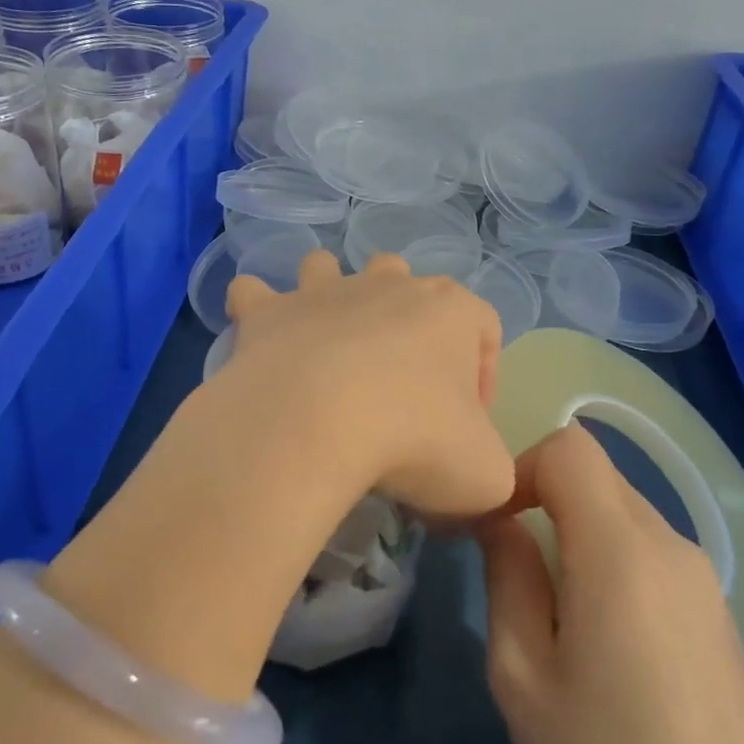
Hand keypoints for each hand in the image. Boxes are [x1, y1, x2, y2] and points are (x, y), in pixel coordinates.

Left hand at [222, 251, 512, 520]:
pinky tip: (261, 338)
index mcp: (450, 310)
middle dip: (406, 325)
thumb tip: (465, 468)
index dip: (483, 377)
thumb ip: (488, 464)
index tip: (465, 427)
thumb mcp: (485, 474)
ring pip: (329, 269)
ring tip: (328, 344)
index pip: (483, 328)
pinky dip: (257, 310)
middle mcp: (387, 285)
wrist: (315, 423)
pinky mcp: (268, 313)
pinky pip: (256, 294)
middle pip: (405, 284)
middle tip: (399, 386)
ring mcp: (322, 292)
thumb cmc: (415, 440)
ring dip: (329, 295)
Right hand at [475, 424, 743, 743]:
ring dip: (575, 531)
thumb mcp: (520, 673)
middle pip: (595, 474)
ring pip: (621, 509)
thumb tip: (502, 523)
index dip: (521, 467)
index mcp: (620, 549)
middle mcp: (669, 544)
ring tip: (558, 613)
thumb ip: (506, 577)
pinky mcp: (716, 606)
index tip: (496, 524)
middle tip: (515, 570)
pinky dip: (610, 558)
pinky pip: (648, 548)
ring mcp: (701, 575)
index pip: (570, 447)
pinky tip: (606, 638)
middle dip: (542, 499)